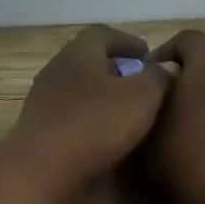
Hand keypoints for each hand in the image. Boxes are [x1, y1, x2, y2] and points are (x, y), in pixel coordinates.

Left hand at [6, 26, 173, 189]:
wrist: (41, 169)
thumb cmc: (95, 125)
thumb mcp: (141, 98)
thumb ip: (157, 78)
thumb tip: (166, 66)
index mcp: (78, 53)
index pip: (103, 34)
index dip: (128, 41)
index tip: (148, 56)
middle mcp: (56, 69)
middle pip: (87, 60)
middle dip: (115, 68)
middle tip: (140, 83)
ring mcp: (42, 98)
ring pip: (77, 87)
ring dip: (100, 94)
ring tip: (126, 110)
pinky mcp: (38, 126)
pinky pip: (68, 111)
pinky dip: (87, 115)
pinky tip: (103, 133)